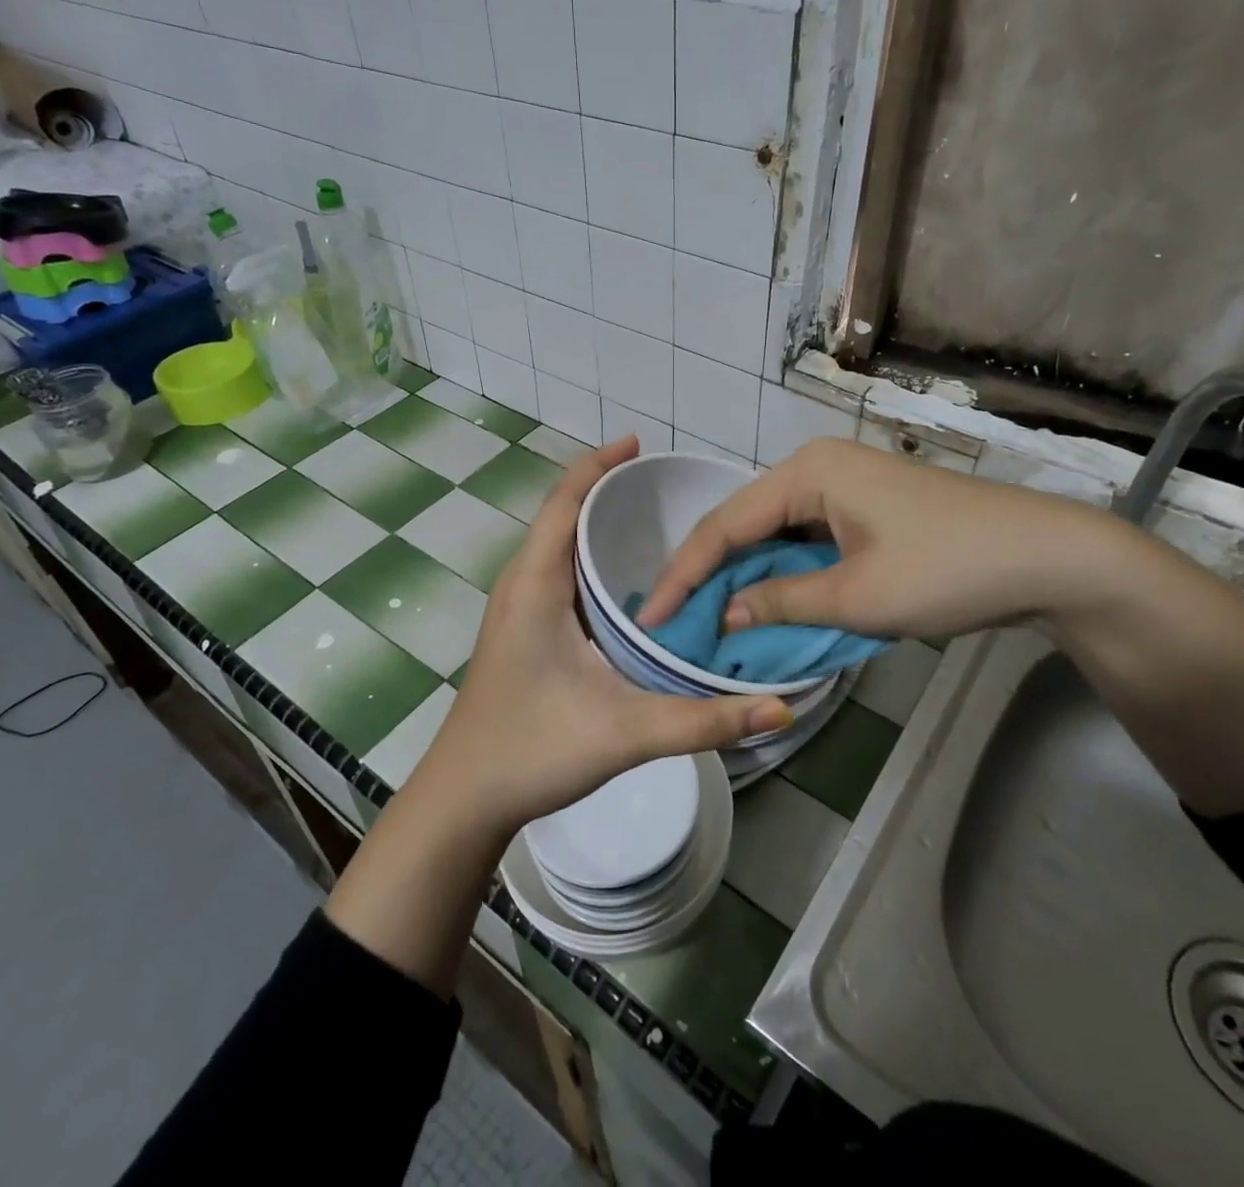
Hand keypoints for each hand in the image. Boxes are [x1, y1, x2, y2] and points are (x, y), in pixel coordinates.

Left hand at [409, 436, 792, 841]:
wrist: (463, 800)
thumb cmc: (530, 751)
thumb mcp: (623, 732)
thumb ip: (703, 721)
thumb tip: (780, 711)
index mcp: (534, 585)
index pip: (563, 503)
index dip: (597, 466)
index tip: (636, 443)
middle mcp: (520, 586)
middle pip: (562, 517)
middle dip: (606, 491)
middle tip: (664, 486)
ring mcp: (516, 610)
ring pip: (558, 549)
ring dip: (596, 526)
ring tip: (652, 521)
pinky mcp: (522, 633)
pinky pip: (558, 577)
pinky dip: (590, 561)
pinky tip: (626, 584)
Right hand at [637, 437, 1120, 640]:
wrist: (1050, 558)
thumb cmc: (948, 570)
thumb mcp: (857, 595)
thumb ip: (781, 602)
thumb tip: (725, 613)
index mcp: (806, 473)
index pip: (724, 524)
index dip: (684, 574)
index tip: (653, 618)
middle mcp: (816, 469)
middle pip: (744, 524)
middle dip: (709, 574)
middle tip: (676, 621)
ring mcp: (842, 487)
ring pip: (774, 534)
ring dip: (745, 576)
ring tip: (707, 617)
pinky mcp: (863, 511)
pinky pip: (804, 540)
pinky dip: (782, 574)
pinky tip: (763, 603)